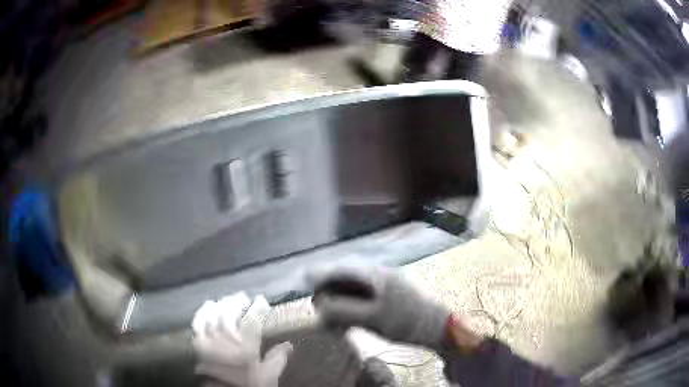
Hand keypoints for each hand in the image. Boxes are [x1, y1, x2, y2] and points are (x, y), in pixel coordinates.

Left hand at [192, 293, 292, 386]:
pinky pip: (198, 324)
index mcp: (247, 349)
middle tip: (242, 297)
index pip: (252, 322)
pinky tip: (207, 307)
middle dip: (236, 303)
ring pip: (212, 316)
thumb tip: (288, 345)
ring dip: (220, 305)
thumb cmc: (250, 384)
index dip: (257, 308)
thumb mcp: (269, 375)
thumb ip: (278, 358)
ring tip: (226, 300)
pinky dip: (202, 313)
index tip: (261, 300)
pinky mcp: (199, 345)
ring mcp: (210, 342)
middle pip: (229, 315)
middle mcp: (227, 342)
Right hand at [310, 265, 449, 349]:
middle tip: (321, 315)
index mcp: (373, 273)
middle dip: (327, 295)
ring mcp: (379, 286)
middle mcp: (374, 275)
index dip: (319, 276)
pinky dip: (348, 311)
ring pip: (349, 291)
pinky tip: (345, 325)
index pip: (339, 268)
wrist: (435, 326)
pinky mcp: (382, 297)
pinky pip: (358, 300)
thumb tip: (319, 304)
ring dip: (337, 305)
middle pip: (341, 279)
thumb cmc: (407, 320)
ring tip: (332, 324)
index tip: (304, 287)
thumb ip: (344, 310)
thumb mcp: (373, 318)